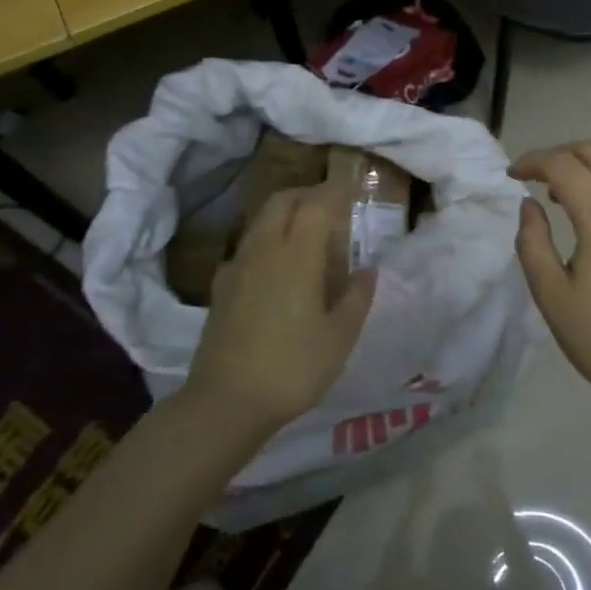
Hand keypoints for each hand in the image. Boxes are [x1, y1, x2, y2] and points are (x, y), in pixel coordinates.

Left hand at [187, 184, 376, 431]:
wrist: (225, 403)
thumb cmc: (293, 367)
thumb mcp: (340, 337)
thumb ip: (357, 297)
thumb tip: (368, 270)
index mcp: (297, 255)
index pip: (317, 203)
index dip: (337, 190)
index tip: (354, 186)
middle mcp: (264, 249)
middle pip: (284, 201)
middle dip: (309, 194)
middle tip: (333, 206)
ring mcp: (238, 266)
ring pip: (262, 220)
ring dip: (287, 213)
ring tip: (310, 235)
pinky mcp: (222, 287)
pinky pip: (249, 246)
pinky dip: (269, 240)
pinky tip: (278, 267)